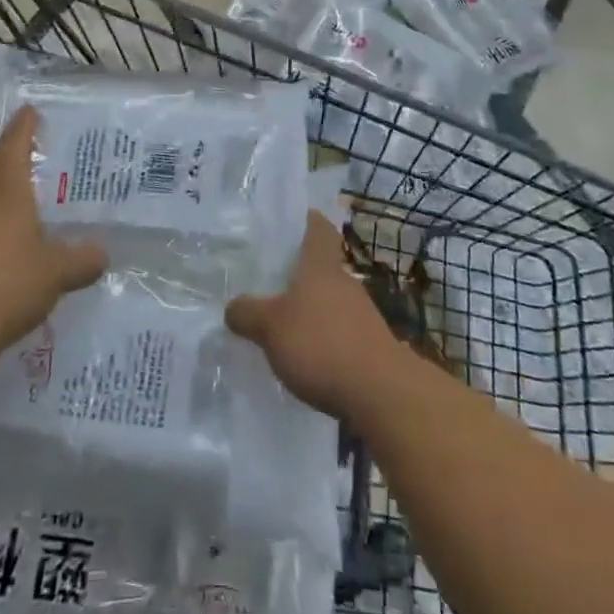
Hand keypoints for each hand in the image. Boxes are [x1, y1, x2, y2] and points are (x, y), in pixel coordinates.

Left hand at [0, 106, 105, 357]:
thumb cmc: (6, 286)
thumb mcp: (57, 273)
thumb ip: (83, 259)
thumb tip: (103, 254)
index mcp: (6, 183)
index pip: (16, 139)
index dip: (26, 123)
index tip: (32, 111)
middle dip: (3, 159)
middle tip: (26, 168)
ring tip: (4, 206)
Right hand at [226, 211, 398, 418]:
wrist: (381, 393)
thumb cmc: (321, 344)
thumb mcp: (270, 327)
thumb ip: (247, 313)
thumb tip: (232, 307)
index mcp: (320, 266)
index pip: (318, 228)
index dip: (307, 220)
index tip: (292, 220)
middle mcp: (344, 282)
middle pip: (322, 267)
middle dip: (300, 274)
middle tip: (270, 281)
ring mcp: (362, 314)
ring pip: (331, 301)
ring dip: (312, 310)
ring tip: (283, 325)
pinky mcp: (371, 346)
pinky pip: (340, 332)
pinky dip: (324, 339)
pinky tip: (306, 359)